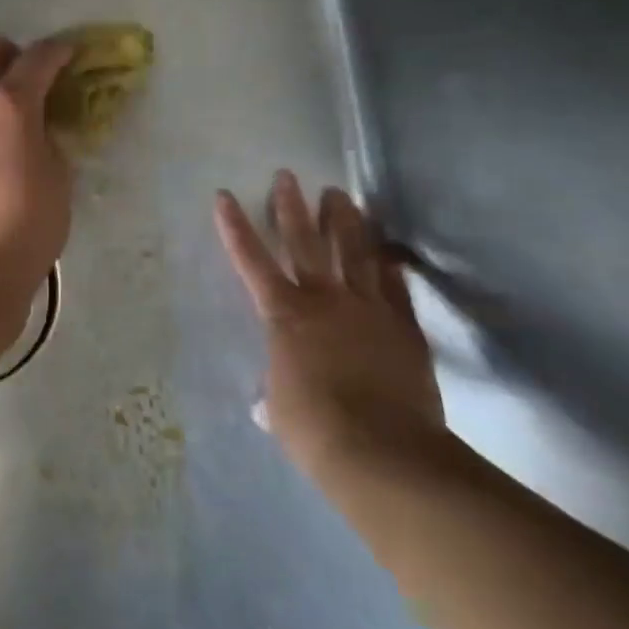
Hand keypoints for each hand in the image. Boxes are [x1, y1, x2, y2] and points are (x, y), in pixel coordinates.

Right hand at [215, 172, 445, 499]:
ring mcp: (368, 308)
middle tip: (288, 176)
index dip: (235, 227)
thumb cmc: (315, 429)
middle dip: (292, 206)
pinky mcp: (403, 327)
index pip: (251, 261)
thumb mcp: (281, 412)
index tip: (224, 196)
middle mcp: (324, 299)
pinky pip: (395, 287)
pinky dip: (389, 266)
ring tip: (341, 195)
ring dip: (346, 220)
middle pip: (306, 241)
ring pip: (355, 251)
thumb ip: (274, 395)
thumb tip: (267, 404)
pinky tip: (389, 253)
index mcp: (285, 315)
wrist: (384, 452)